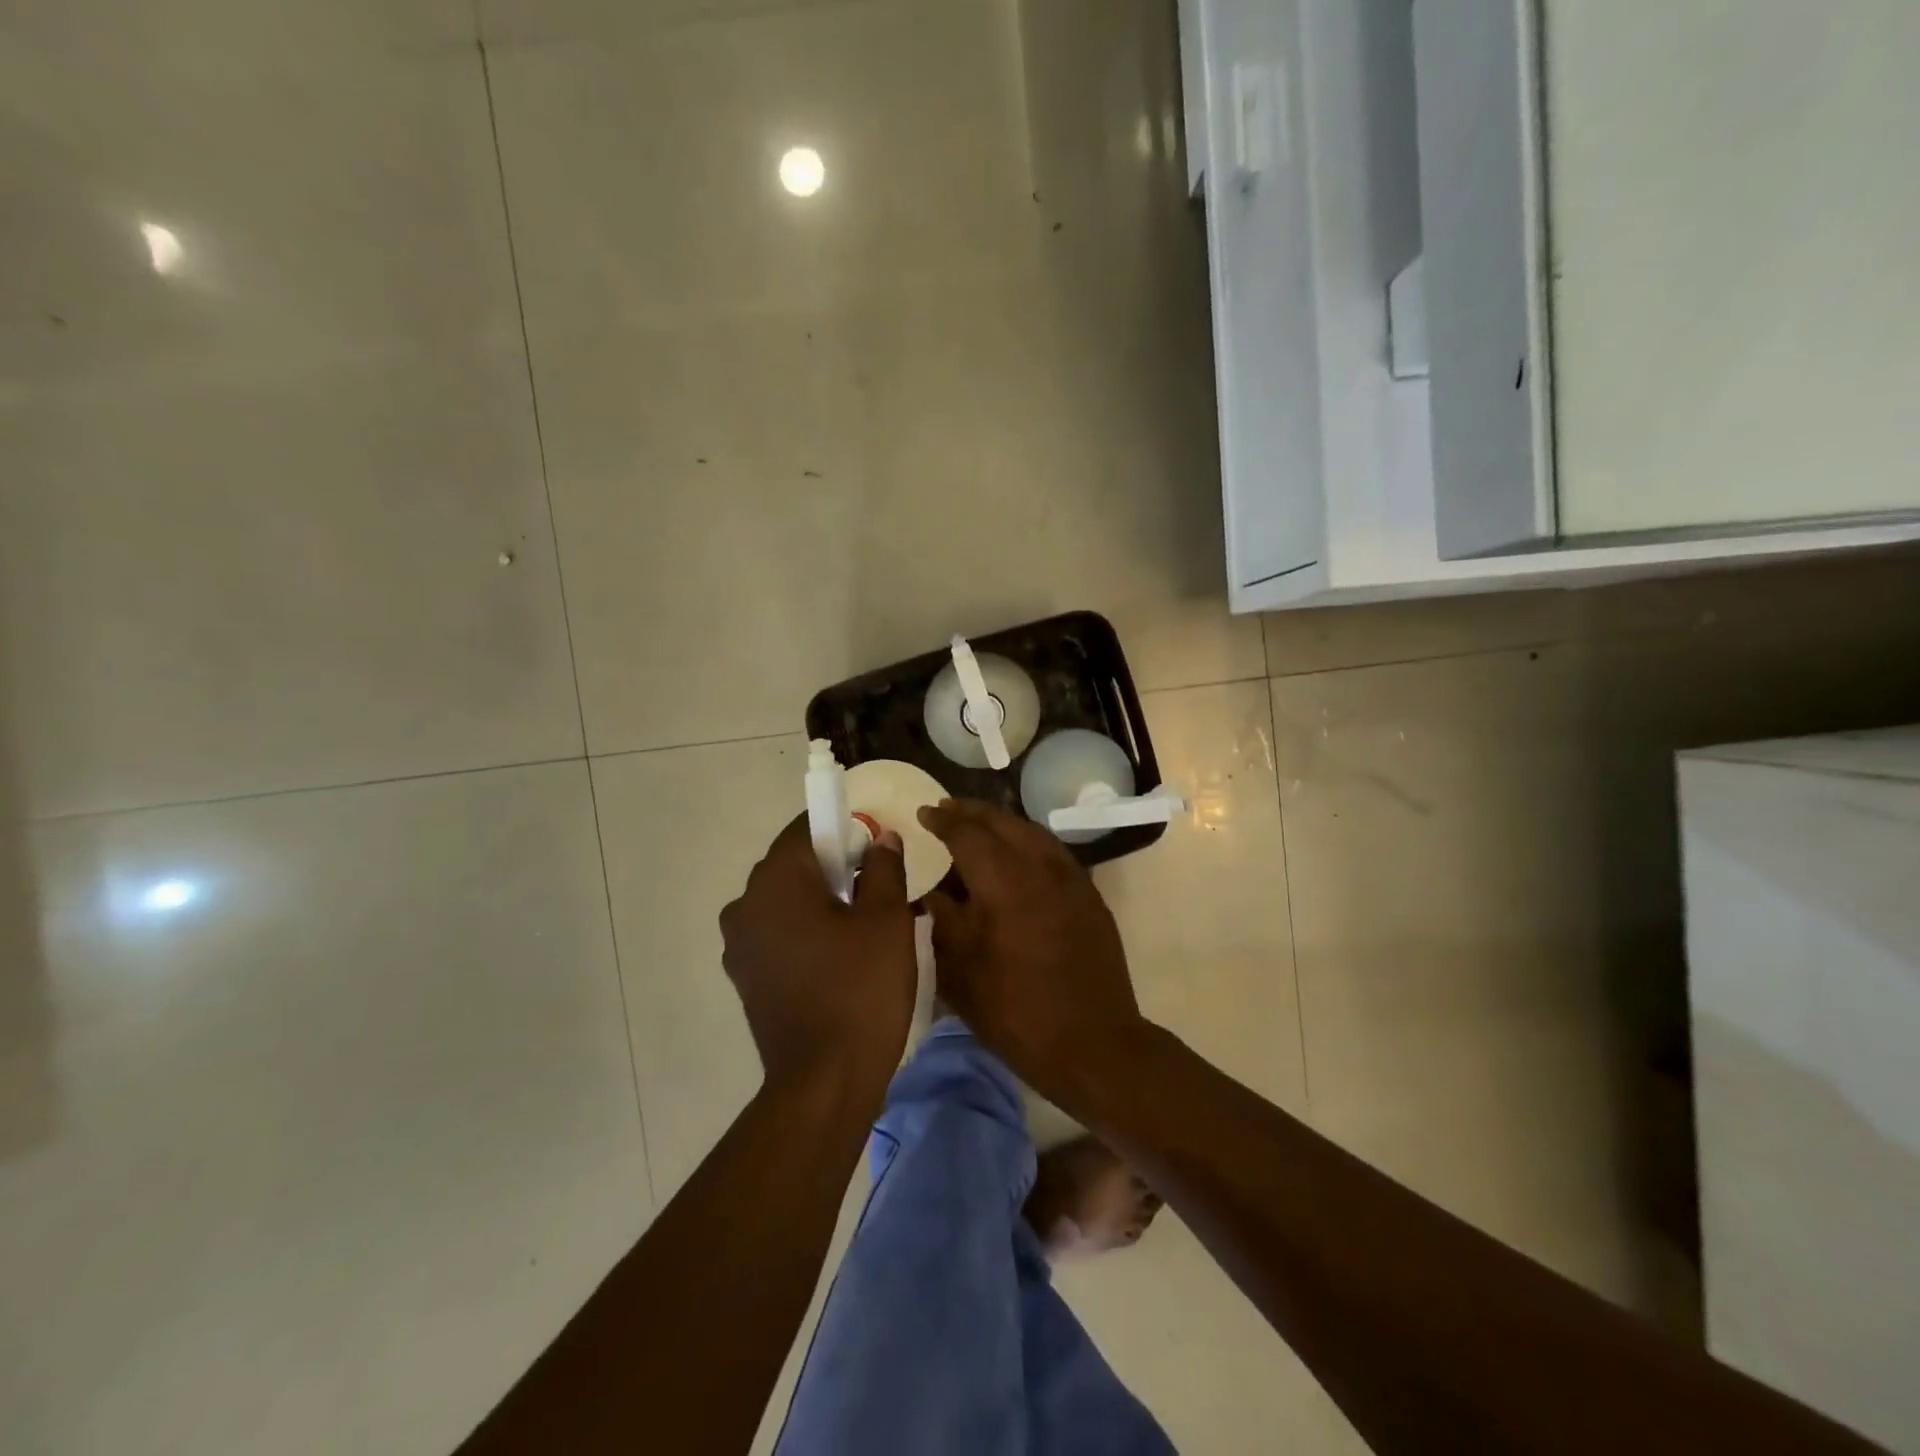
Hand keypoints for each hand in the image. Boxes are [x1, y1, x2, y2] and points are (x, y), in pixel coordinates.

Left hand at [719, 815, 915, 1101]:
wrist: (824, 1081)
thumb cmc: (861, 989)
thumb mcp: (887, 920)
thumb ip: (884, 868)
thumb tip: (881, 839)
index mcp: (777, 880)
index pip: (807, 828)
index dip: (844, 828)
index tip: (875, 846)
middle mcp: (746, 903)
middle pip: (794, 863)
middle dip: (834, 866)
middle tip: (877, 888)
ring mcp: (739, 943)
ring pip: (785, 900)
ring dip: (818, 900)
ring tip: (860, 926)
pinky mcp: (744, 975)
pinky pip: (777, 932)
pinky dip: (804, 931)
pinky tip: (837, 956)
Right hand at [917, 799, 1149, 1101]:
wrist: (1092, 1043)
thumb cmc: (1015, 1012)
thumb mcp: (960, 973)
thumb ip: (943, 920)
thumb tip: (933, 890)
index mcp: (1003, 883)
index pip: (967, 834)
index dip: (942, 820)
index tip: (923, 813)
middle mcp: (1040, 868)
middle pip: (1002, 822)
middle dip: (971, 812)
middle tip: (947, 809)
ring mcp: (1071, 879)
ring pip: (1032, 832)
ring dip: (1001, 822)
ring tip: (978, 825)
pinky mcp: (1089, 894)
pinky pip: (1053, 851)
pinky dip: (1028, 841)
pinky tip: (1017, 854)